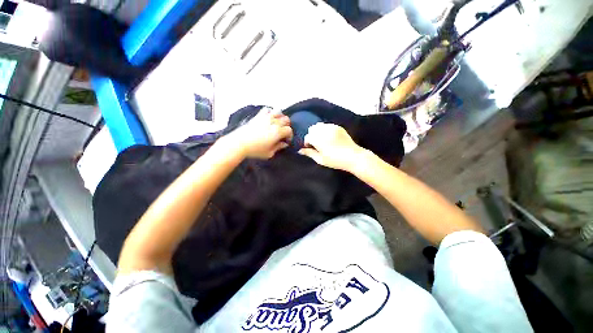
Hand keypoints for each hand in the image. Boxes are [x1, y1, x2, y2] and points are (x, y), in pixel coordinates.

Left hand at [228, 108, 293, 158]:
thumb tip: (284, 144)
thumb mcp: (269, 153)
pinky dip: (270, 112)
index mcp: (277, 132)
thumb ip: (278, 147)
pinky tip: (269, 118)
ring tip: (277, 123)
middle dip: (287, 125)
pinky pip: (267, 109)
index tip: (286, 140)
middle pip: (286, 119)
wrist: (239, 143)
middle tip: (283, 132)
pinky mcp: (258, 116)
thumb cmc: (255, 150)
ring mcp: (265, 117)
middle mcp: (273, 122)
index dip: (289, 135)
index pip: (289, 130)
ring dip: (280, 117)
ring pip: (278, 111)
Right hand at [298, 123, 363, 170]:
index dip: (307, 143)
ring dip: (318, 131)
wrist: (353, 156)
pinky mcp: (338, 127)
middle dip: (312, 135)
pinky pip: (328, 125)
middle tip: (316, 144)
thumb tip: (300, 150)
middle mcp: (323, 131)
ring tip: (322, 140)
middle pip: (312, 129)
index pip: (307, 137)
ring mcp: (331, 127)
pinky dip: (325, 130)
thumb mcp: (320, 159)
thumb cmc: (335, 160)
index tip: (310, 148)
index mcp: (318, 139)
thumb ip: (309, 153)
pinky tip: (330, 137)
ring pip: (319, 125)